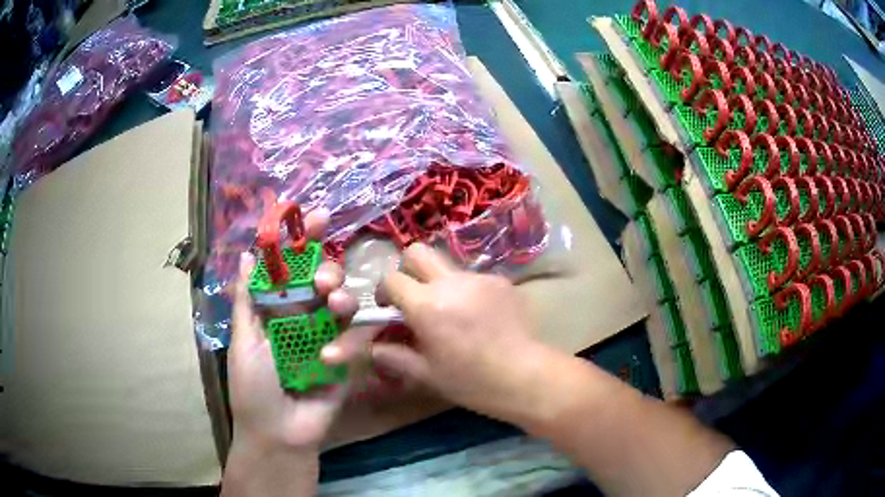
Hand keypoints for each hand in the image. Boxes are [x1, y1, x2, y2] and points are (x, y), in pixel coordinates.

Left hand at [227, 210, 358, 452]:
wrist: (279, 433)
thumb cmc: (254, 387)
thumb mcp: (243, 340)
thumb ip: (247, 299)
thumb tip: (247, 255)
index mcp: (277, 310)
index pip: (293, 268)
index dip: (304, 242)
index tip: (317, 216)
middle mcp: (305, 318)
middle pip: (324, 280)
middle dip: (328, 268)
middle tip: (324, 279)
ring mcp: (329, 338)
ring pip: (345, 303)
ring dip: (343, 296)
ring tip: (334, 303)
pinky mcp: (349, 360)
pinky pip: (359, 339)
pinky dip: (350, 341)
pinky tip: (331, 357)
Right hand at [326, 243, 552, 423]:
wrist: (524, 375)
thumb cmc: (471, 380)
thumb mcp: (425, 374)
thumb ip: (393, 356)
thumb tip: (372, 347)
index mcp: (426, 305)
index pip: (391, 278)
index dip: (384, 291)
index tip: (388, 308)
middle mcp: (450, 282)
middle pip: (418, 252)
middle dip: (408, 268)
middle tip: (414, 296)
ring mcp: (479, 278)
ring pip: (448, 267)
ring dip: (441, 284)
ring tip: (454, 315)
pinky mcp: (502, 281)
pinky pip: (474, 279)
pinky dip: (468, 292)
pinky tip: (481, 318)